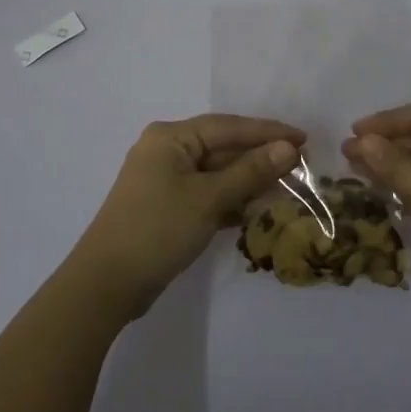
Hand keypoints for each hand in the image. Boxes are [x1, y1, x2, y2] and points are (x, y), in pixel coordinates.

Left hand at [72, 114, 304, 318]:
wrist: (106, 285)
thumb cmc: (158, 230)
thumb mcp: (209, 198)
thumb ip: (251, 171)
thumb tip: (288, 148)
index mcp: (171, 137)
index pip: (229, 126)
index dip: (268, 132)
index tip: (304, 138)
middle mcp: (166, 151)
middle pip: (223, 147)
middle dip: (260, 157)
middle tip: (302, 164)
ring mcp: (164, 180)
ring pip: (216, 173)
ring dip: (248, 180)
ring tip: (286, 186)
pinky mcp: (166, 207)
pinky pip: (206, 194)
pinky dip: (230, 200)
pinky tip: (254, 210)